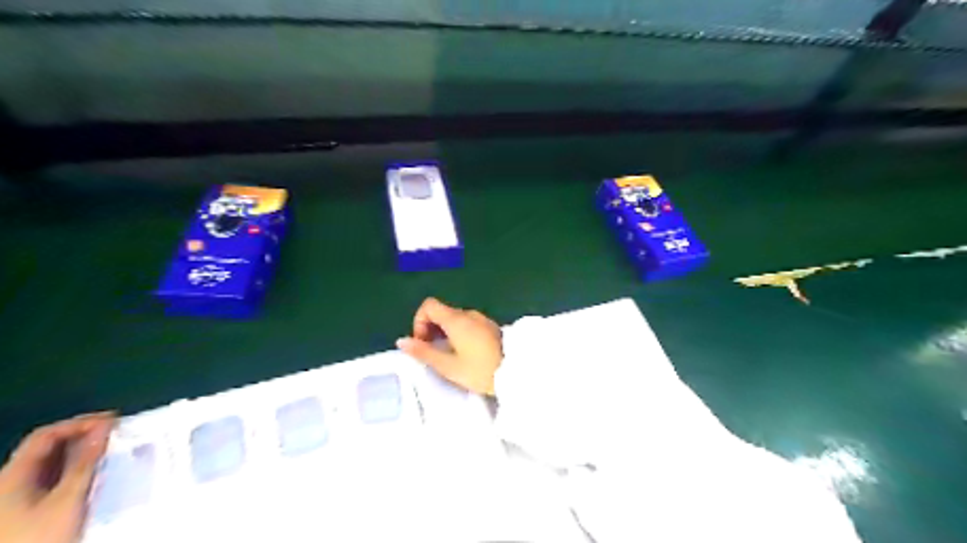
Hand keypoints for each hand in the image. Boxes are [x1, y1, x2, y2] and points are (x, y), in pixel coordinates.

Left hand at [0, 412, 113, 542]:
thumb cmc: (39, 535)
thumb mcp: (68, 499)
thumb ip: (86, 461)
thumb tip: (104, 428)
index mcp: (12, 476)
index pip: (45, 435)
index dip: (79, 423)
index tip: (113, 420)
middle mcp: (9, 482)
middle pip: (47, 449)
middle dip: (82, 436)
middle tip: (115, 432)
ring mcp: (14, 499)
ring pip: (51, 465)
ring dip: (81, 453)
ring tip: (111, 450)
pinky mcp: (24, 511)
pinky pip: (52, 480)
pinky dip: (75, 469)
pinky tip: (94, 473)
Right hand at [396, 297, 502, 395]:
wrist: (516, 372)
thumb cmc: (480, 370)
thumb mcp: (448, 366)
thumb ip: (423, 352)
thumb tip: (401, 341)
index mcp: (456, 319)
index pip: (429, 305)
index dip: (419, 321)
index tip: (423, 342)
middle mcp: (468, 314)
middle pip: (442, 311)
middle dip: (431, 328)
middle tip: (433, 352)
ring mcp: (482, 318)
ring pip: (455, 318)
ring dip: (445, 332)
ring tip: (449, 355)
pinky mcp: (491, 326)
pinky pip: (468, 323)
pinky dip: (459, 333)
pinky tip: (465, 353)